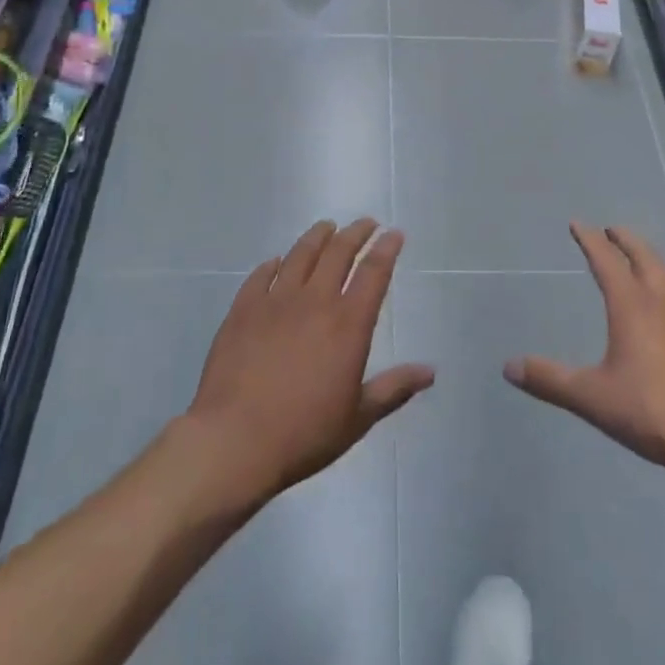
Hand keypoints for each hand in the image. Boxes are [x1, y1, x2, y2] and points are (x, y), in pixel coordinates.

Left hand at [185, 218, 433, 502]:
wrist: (234, 441)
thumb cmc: (304, 433)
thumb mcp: (358, 418)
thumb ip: (393, 389)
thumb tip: (430, 372)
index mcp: (348, 324)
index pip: (373, 272)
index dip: (386, 249)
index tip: (394, 234)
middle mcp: (315, 301)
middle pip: (339, 253)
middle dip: (356, 233)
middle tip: (366, 223)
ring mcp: (276, 301)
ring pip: (301, 254)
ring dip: (318, 237)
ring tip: (327, 227)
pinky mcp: (243, 309)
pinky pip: (261, 275)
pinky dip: (274, 264)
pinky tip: (277, 261)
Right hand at [505, 224, 664, 481]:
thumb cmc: (655, 414)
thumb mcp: (593, 398)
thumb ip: (550, 380)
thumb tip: (508, 366)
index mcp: (632, 307)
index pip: (606, 262)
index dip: (590, 240)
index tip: (578, 224)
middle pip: (644, 258)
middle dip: (626, 240)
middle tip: (613, 230)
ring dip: (655, 260)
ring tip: (647, 259)